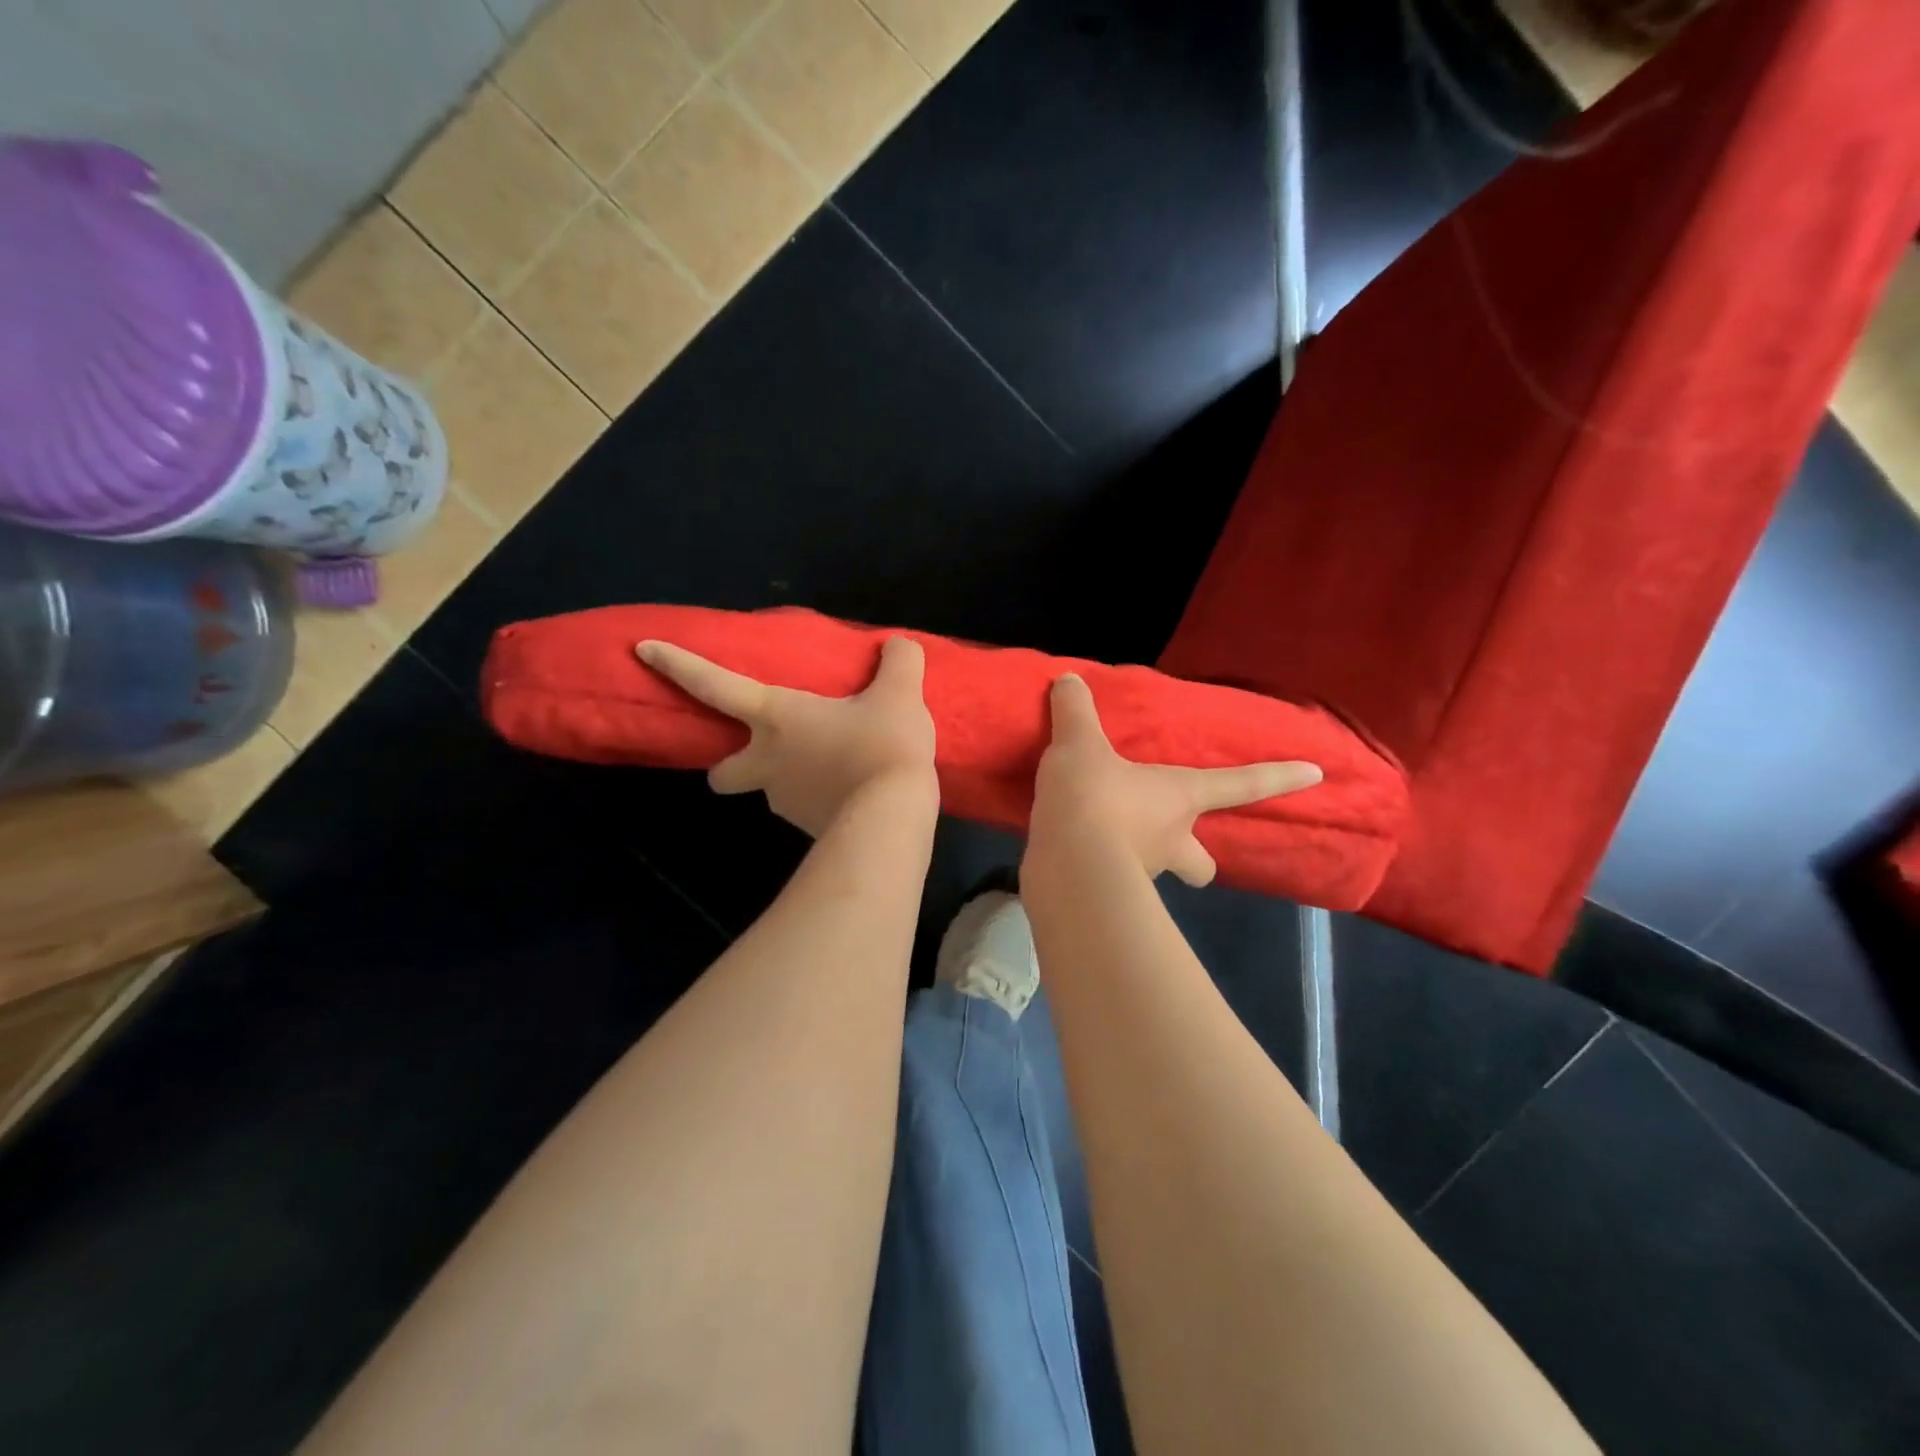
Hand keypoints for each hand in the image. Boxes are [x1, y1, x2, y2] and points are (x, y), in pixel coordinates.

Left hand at [636, 637, 937, 837]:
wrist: (891, 819)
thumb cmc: (881, 746)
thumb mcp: (900, 694)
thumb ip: (898, 661)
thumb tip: (899, 646)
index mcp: (776, 717)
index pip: (715, 685)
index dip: (678, 665)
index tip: (642, 649)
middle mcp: (767, 761)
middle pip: (721, 770)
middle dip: (728, 764)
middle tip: (765, 751)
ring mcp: (783, 801)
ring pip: (770, 788)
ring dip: (788, 777)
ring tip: (836, 767)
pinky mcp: (808, 828)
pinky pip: (806, 807)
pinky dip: (820, 797)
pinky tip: (853, 791)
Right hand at [1028, 673, 1322, 886]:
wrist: (1067, 868)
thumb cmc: (1093, 799)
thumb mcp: (1078, 746)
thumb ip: (1075, 712)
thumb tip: (1068, 679)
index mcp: (1179, 797)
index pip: (1240, 784)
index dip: (1278, 777)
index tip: (1316, 774)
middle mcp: (1170, 839)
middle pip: (1202, 862)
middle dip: (1197, 858)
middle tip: (1178, 841)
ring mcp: (1140, 874)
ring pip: (1156, 870)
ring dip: (1140, 856)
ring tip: (1102, 837)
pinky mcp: (1106, 896)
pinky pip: (1110, 879)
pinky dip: (1098, 867)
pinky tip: (1074, 853)